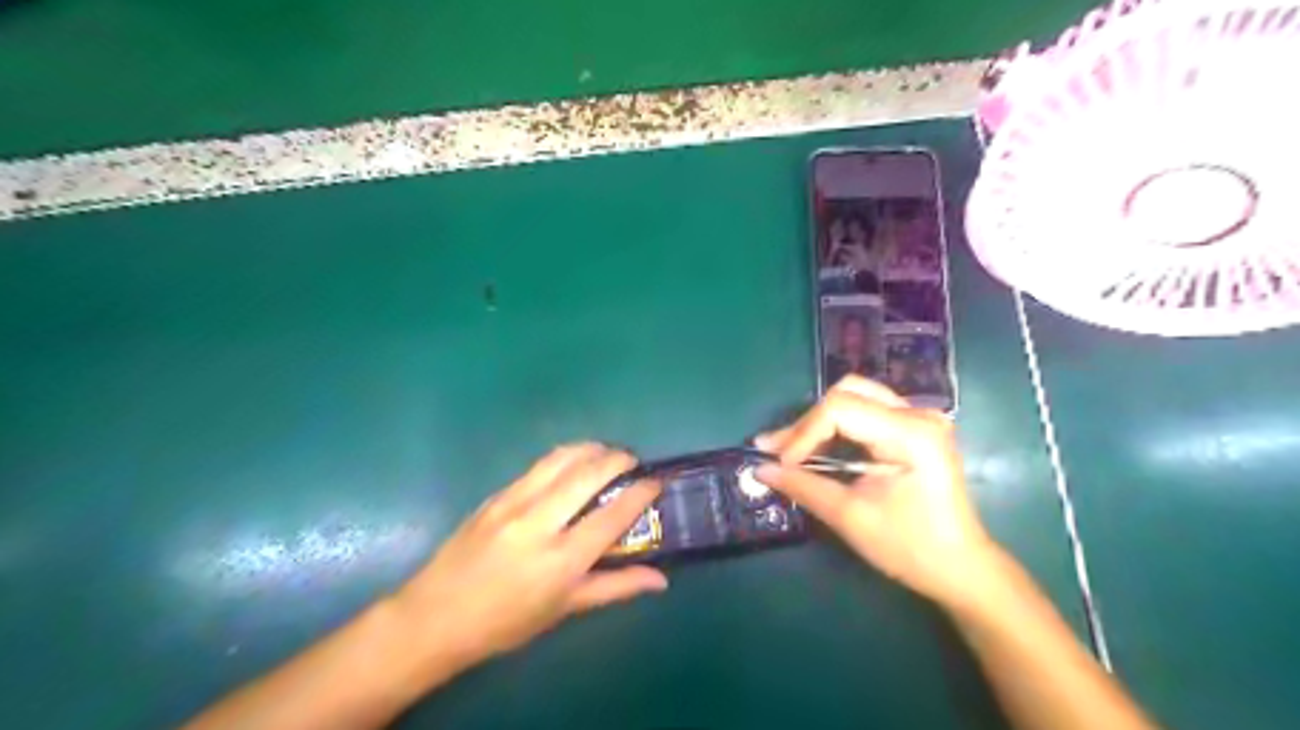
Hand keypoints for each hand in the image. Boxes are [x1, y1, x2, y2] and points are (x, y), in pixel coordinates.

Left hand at [392, 443, 663, 669]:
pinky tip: (571, 464)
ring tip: (607, 454)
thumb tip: (660, 579)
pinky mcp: (496, 495)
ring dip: (591, 449)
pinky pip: (538, 466)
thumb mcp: (564, 610)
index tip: (657, 481)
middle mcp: (540, 522)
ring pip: (561, 458)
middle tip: (634, 462)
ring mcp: (514, 503)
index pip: (613, 514)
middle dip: (619, 459)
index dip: (640, 493)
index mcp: (561, 559)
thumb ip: (616, 588)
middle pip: (589, 474)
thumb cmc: (505, 623)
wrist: (435, 616)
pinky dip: (564, 457)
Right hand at [758, 376, 992, 603]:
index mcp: (910, 433)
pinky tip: (818, 448)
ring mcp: (920, 418)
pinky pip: (866, 411)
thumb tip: (760, 470)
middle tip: (778, 453)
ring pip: (855, 397)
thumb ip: (804, 486)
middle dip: (808, 423)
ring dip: (820, 422)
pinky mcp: (915, 428)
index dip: (803, 433)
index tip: (781, 464)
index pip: (840, 409)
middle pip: (846, 393)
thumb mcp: (851, 517)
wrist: (960, 568)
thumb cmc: (910, 547)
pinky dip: (837, 427)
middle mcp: (918, 414)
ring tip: (790, 450)